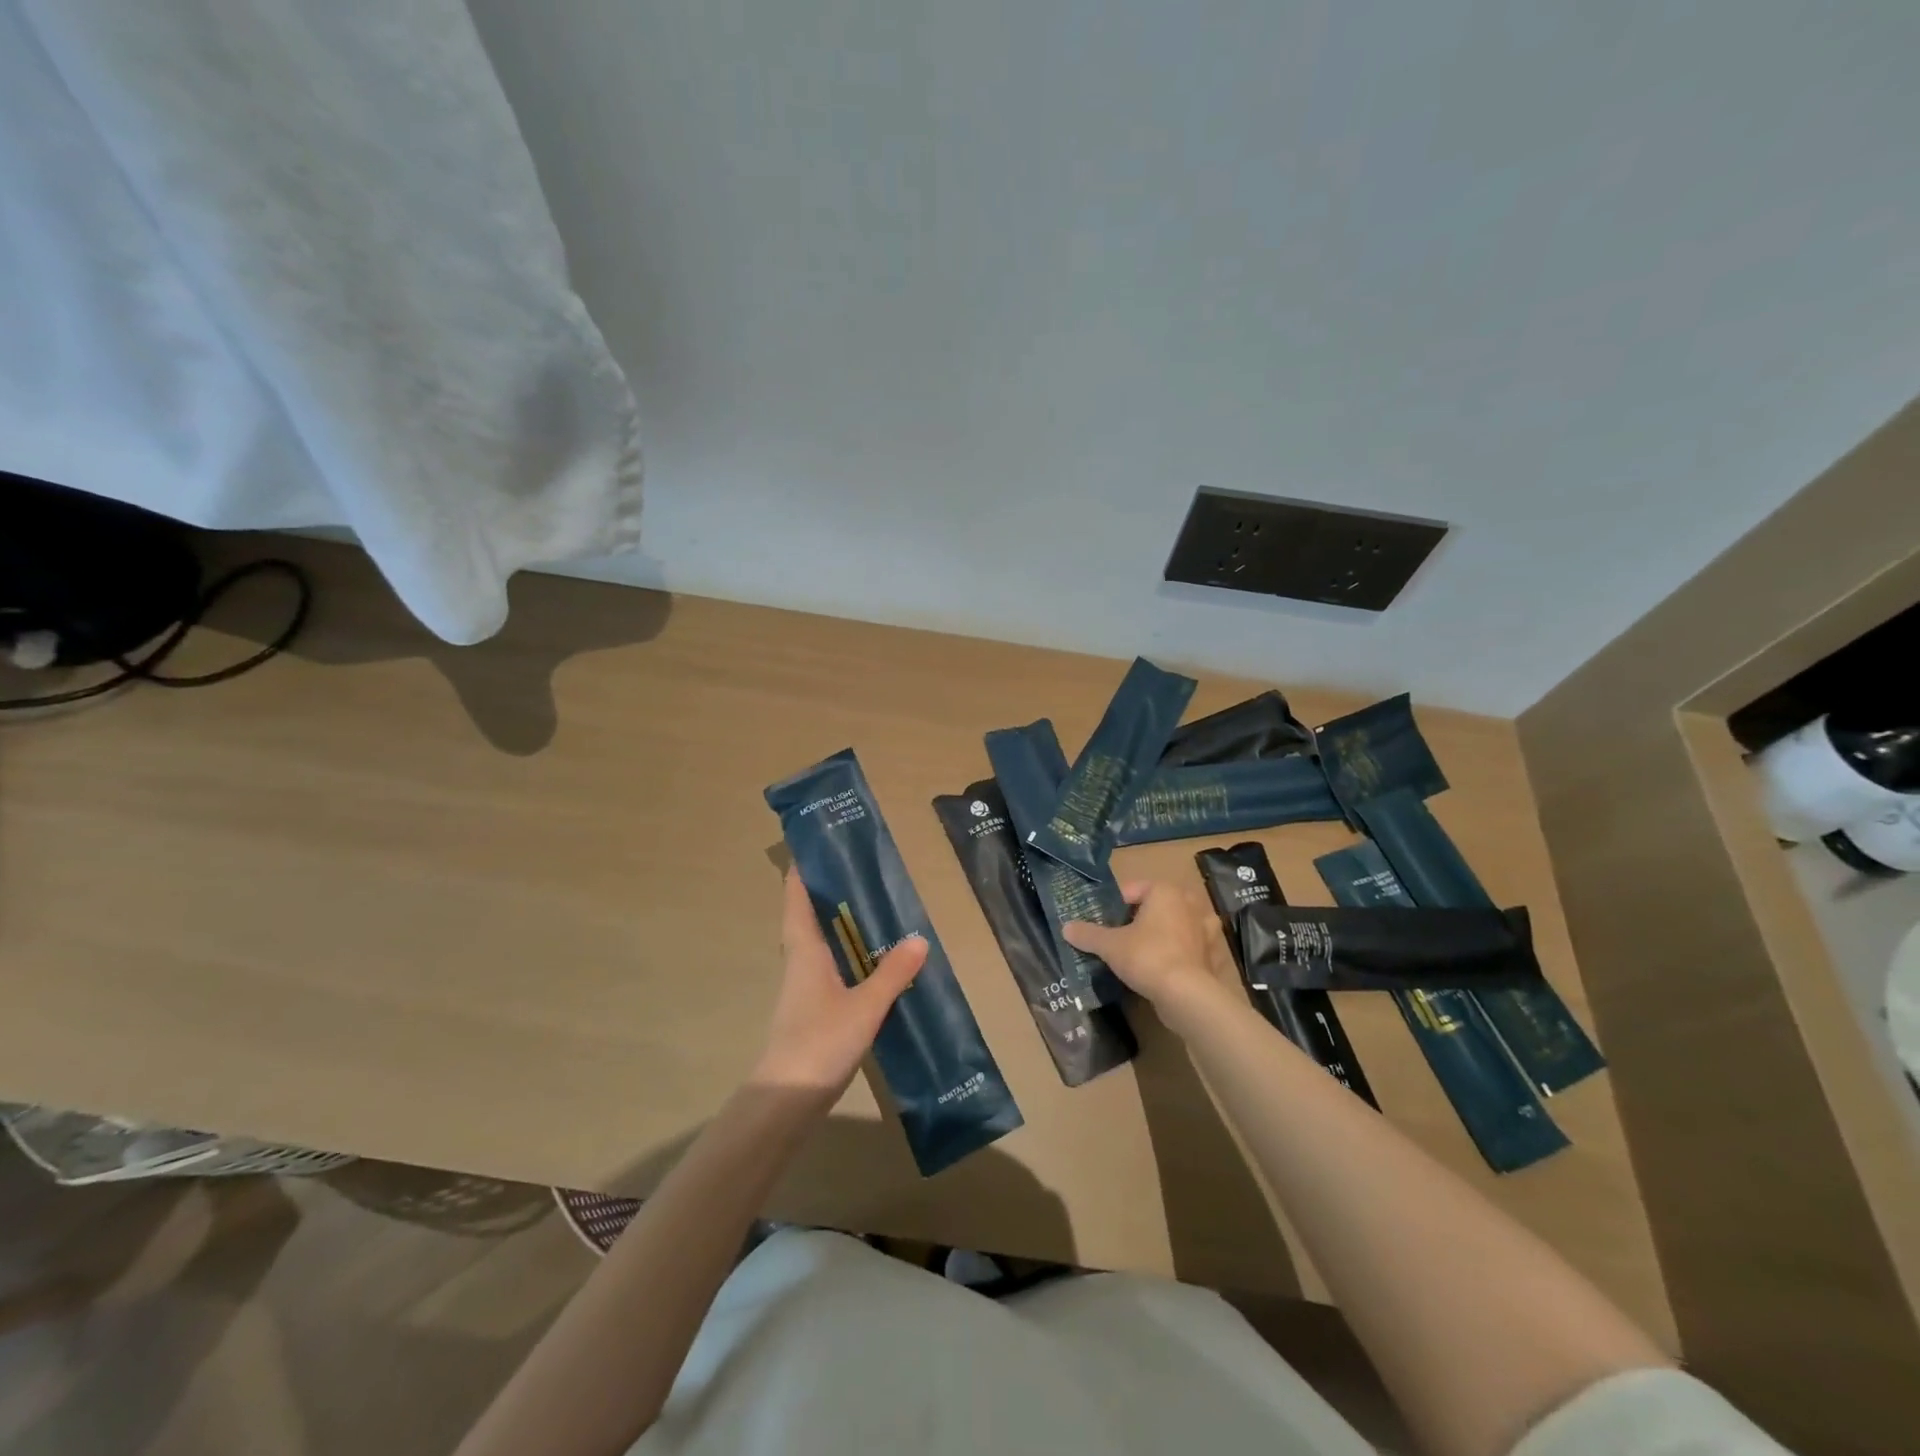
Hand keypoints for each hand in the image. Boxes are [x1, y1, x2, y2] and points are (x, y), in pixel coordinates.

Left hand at [750, 869, 927, 1100]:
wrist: (787, 1099)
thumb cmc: (820, 1041)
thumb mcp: (865, 1005)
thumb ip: (892, 972)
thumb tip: (919, 938)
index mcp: (804, 950)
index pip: (795, 899)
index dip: (801, 872)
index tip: (816, 846)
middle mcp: (800, 962)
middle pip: (807, 917)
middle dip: (827, 894)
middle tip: (860, 872)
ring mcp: (804, 988)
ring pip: (819, 944)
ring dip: (838, 925)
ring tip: (872, 909)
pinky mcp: (812, 1010)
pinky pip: (830, 968)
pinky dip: (847, 955)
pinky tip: (872, 962)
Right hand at [1064, 880, 1234, 1028]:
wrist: (1186, 995)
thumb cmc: (1146, 957)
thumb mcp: (1110, 945)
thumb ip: (1088, 934)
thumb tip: (1066, 928)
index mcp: (1164, 891)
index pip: (1132, 889)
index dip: (1113, 904)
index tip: (1100, 921)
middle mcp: (1188, 903)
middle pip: (1156, 905)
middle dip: (1140, 917)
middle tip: (1120, 934)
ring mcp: (1204, 929)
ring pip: (1176, 924)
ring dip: (1163, 933)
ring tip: (1143, 948)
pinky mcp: (1211, 954)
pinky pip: (1189, 947)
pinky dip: (1178, 953)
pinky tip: (1163, 966)